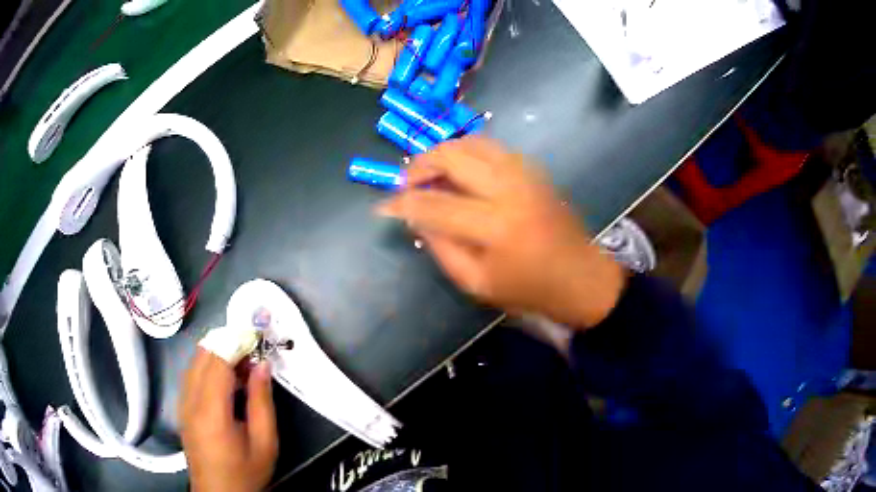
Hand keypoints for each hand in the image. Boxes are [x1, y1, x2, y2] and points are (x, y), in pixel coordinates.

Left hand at [180, 349, 278, 491]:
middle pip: (202, 355)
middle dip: (226, 343)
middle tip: (252, 351)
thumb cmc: (246, 472)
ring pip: (195, 361)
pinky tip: (227, 380)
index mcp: (211, 411)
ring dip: (217, 353)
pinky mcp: (182, 407)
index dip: (235, 341)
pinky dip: (209, 366)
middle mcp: (190, 400)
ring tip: (243, 365)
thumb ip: (262, 401)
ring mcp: (182, 403)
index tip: (255, 336)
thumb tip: (262, 365)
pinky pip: (192, 374)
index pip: (217, 360)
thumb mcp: (264, 442)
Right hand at [377, 137, 624, 327]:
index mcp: (495, 226)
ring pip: (472, 142)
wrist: (580, 277)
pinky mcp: (533, 169)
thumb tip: (415, 218)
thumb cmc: (529, 289)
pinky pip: (492, 148)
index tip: (382, 206)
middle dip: (420, 165)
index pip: (435, 205)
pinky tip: (460, 172)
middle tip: (407, 182)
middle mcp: (509, 189)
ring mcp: (525, 173)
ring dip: (443, 153)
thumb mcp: (477, 284)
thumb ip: (442, 248)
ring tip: (430, 173)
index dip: (403, 204)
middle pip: (453, 156)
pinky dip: (467, 153)